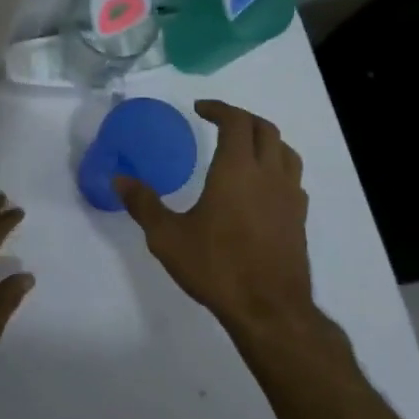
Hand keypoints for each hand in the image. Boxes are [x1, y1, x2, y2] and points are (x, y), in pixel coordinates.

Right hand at [115, 101, 320, 340]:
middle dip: (242, 118)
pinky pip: (292, 178)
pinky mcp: (299, 219)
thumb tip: (119, 179)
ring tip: (244, 148)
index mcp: (237, 169)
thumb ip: (144, 204)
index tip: (200, 109)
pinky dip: (277, 168)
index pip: (236, 121)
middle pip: (264, 129)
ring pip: (285, 151)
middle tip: (219, 122)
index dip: (219, 109)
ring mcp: (289, 196)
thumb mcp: (168, 237)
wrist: (269, 309)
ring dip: (264, 140)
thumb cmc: (217, 267)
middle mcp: (268, 174)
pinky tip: (262, 187)